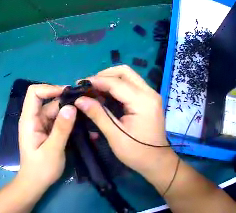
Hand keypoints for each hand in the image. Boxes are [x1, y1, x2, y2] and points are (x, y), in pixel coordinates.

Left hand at [17, 84, 76, 192]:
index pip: (34, 93)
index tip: (68, 93)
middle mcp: (35, 119)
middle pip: (49, 101)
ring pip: (57, 111)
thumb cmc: (41, 168)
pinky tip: (85, 125)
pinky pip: (60, 121)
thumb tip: (71, 107)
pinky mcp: (49, 131)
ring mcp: (42, 125)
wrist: (36, 183)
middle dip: (66, 101)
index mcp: (29, 120)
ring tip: (89, 114)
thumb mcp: (53, 149)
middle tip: (86, 104)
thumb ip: (61, 128)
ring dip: (71, 112)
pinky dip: (71, 121)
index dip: (49, 88)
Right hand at [74, 65, 177, 190]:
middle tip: (88, 86)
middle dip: (104, 75)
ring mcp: (150, 95)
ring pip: (128, 77)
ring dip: (110, 80)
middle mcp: (149, 93)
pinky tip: (105, 95)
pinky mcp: (149, 100)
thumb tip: (79, 100)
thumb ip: (98, 114)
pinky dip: (116, 87)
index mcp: (143, 101)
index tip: (78, 85)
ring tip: (93, 90)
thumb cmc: (137, 152)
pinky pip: (131, 86)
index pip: (116, 83)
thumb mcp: (115, 135)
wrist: (157, 161)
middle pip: (125, 72)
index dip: (96, 81)